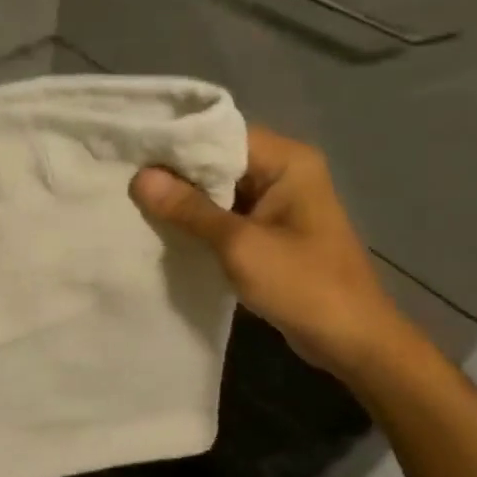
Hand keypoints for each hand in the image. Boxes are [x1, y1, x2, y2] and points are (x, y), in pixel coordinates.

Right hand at [130, 125, 410, 380]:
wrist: (352, 341)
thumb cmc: (303, 285)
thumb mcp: (240, 246)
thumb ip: (190, 210)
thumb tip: (140, 178)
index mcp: (287, 161)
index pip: (222, 134)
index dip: (178, 143)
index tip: (132, 152)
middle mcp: (284, 172)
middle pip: (219, 159)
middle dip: (176, 173)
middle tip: (124, 178)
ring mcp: (278, 203)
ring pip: (220, 189)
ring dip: (185, 199)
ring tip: (135, 201)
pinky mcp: (270, 231)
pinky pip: (227, 214)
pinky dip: (200, 221)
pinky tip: (164, 228)